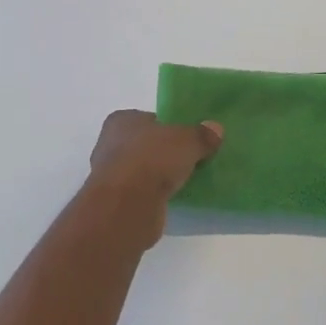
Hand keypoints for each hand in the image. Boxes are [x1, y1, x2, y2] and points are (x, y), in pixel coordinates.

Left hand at [82, 110, 223, 247]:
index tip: (188, 139)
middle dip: (165, 152)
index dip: (169, 127)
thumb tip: (215, 129)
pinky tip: (173, 199)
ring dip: (160, 175)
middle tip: (190, 160)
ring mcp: (111, 174)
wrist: (127, 205)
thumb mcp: (187, 141)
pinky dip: (155, 194)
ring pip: (143, 169)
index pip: (149, 119)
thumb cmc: (152, 159)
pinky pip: (142, 192)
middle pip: (146, 144)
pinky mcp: (116, 201)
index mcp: (121, 120)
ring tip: (185, 181)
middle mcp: (110, 143)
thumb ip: (201, 135)